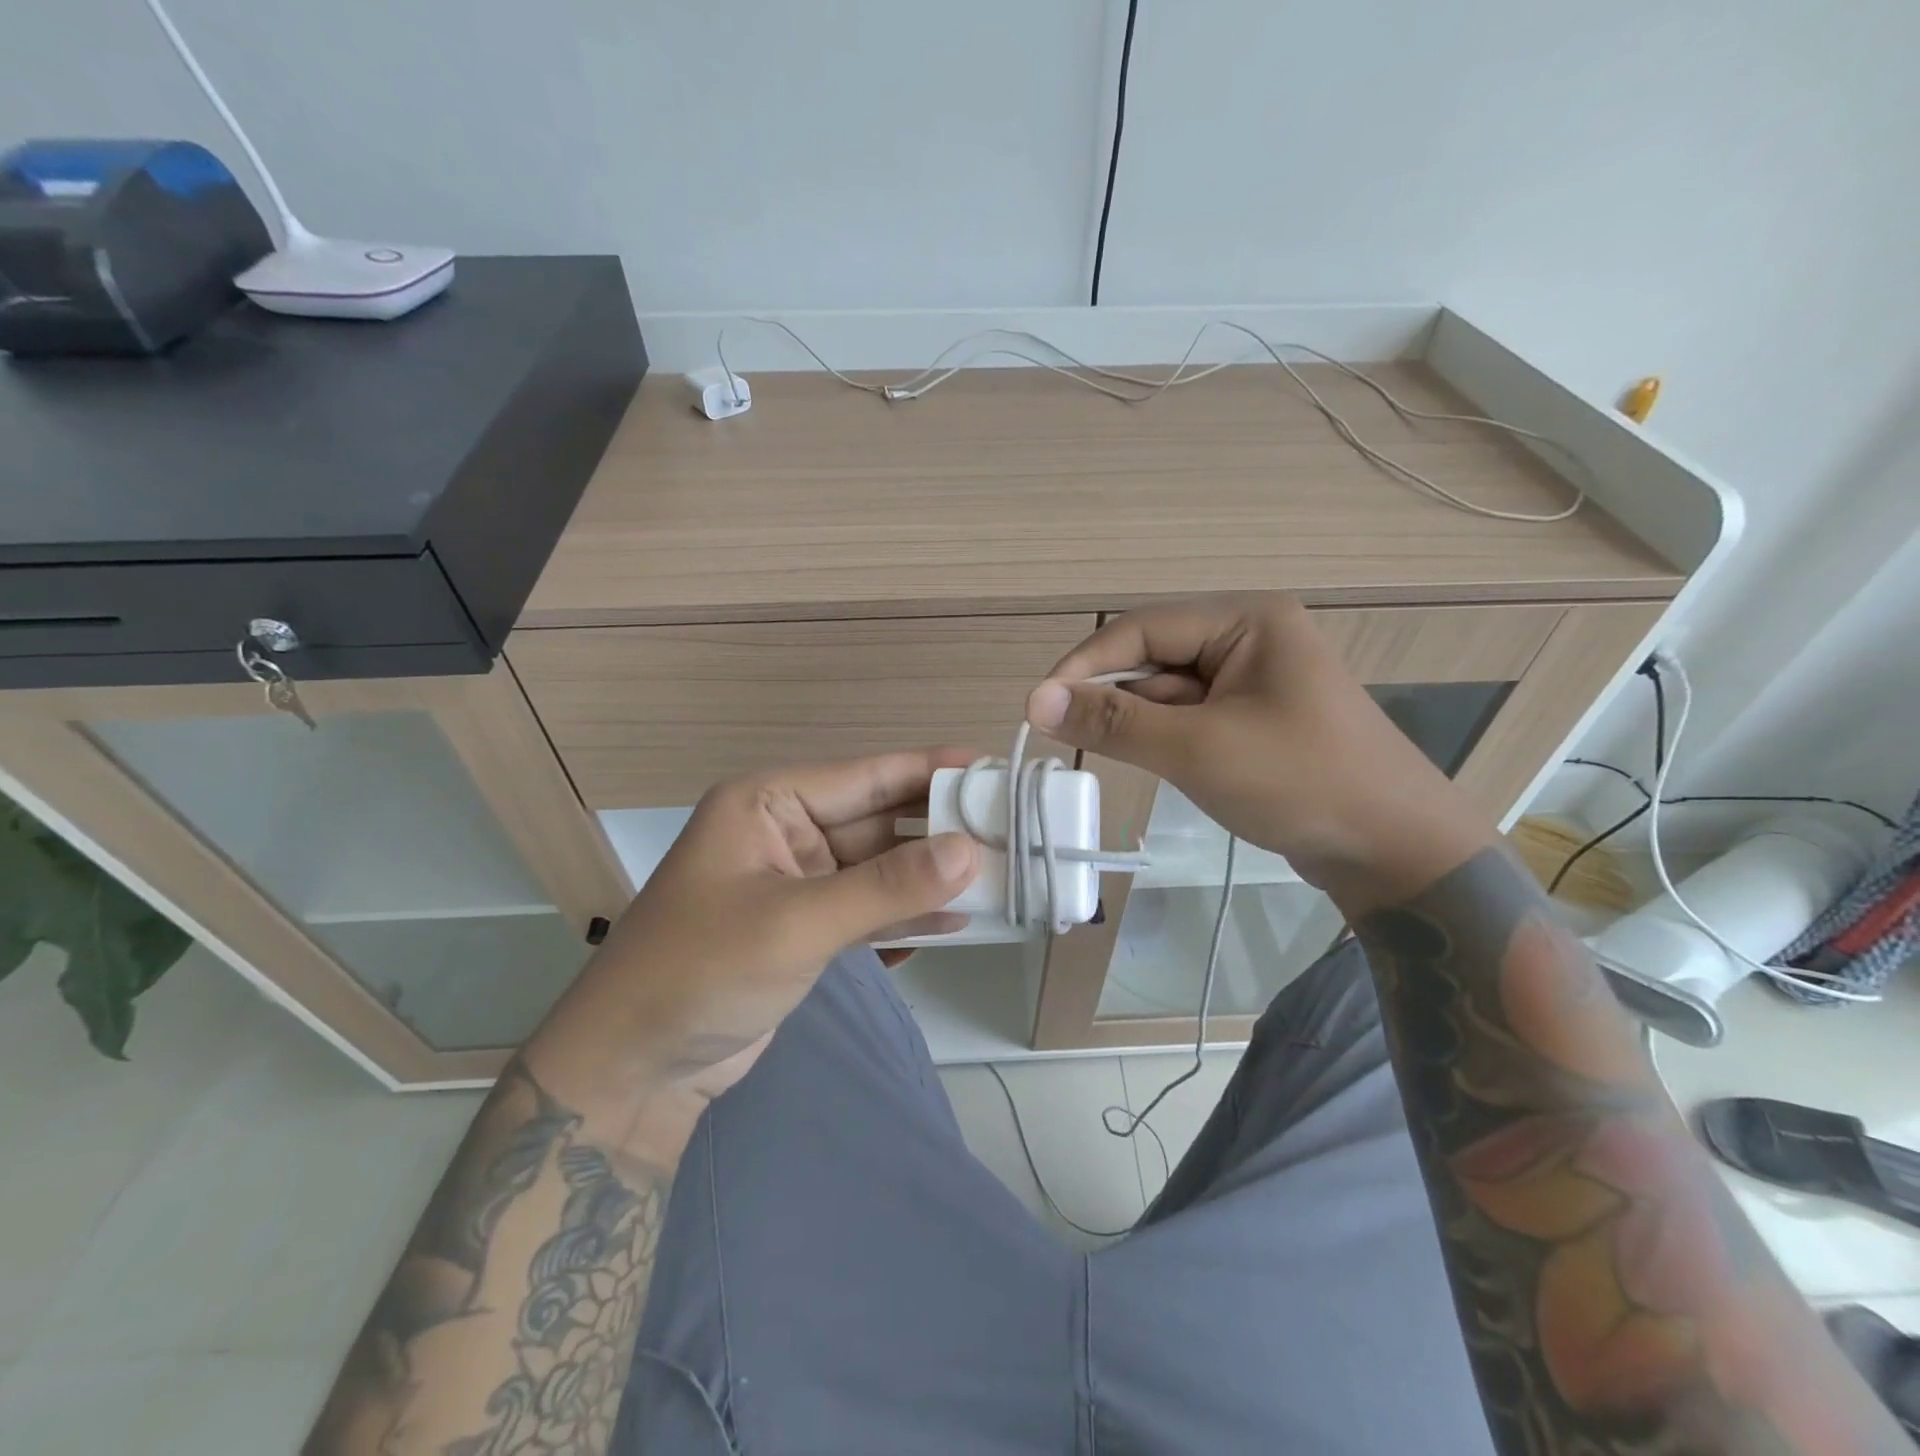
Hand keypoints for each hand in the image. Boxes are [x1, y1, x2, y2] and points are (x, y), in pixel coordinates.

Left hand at [525, 750, 979, 1122]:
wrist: (633, 1069)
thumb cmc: (702, 972)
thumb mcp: (797, 923)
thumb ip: (886, 887)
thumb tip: (971, 852)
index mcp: (768, 803)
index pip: (866, 776)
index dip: (931, 771)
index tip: (994, 771)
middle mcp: (785, 832)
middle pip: (878, 821)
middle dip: (940, 831)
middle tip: (1014, 833)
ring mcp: (797, 882)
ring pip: (878, 868)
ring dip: (929, 876)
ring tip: (1000, 877)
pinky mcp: (804, 928)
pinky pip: (867, 907)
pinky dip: (905, 914)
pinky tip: (958, 921)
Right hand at [1026, 594, 1496, 909]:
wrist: (1396, 852)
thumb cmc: (1299, 783)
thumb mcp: (1196, 749)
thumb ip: (1113, 721)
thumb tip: (1033, 700)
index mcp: (1246, 620)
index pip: (1141, 629)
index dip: (1084, 665)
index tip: (1037, 707)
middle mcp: (1249, 638)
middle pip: (1153, 658)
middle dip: (1114, 698)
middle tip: (1069, 739)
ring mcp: (1254, 681)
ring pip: (1169, 692)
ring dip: (1141, 723)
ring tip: (1128, 761)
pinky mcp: (1254, 720)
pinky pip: (1191, 718)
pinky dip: (1166, 739)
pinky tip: (1165, 767)